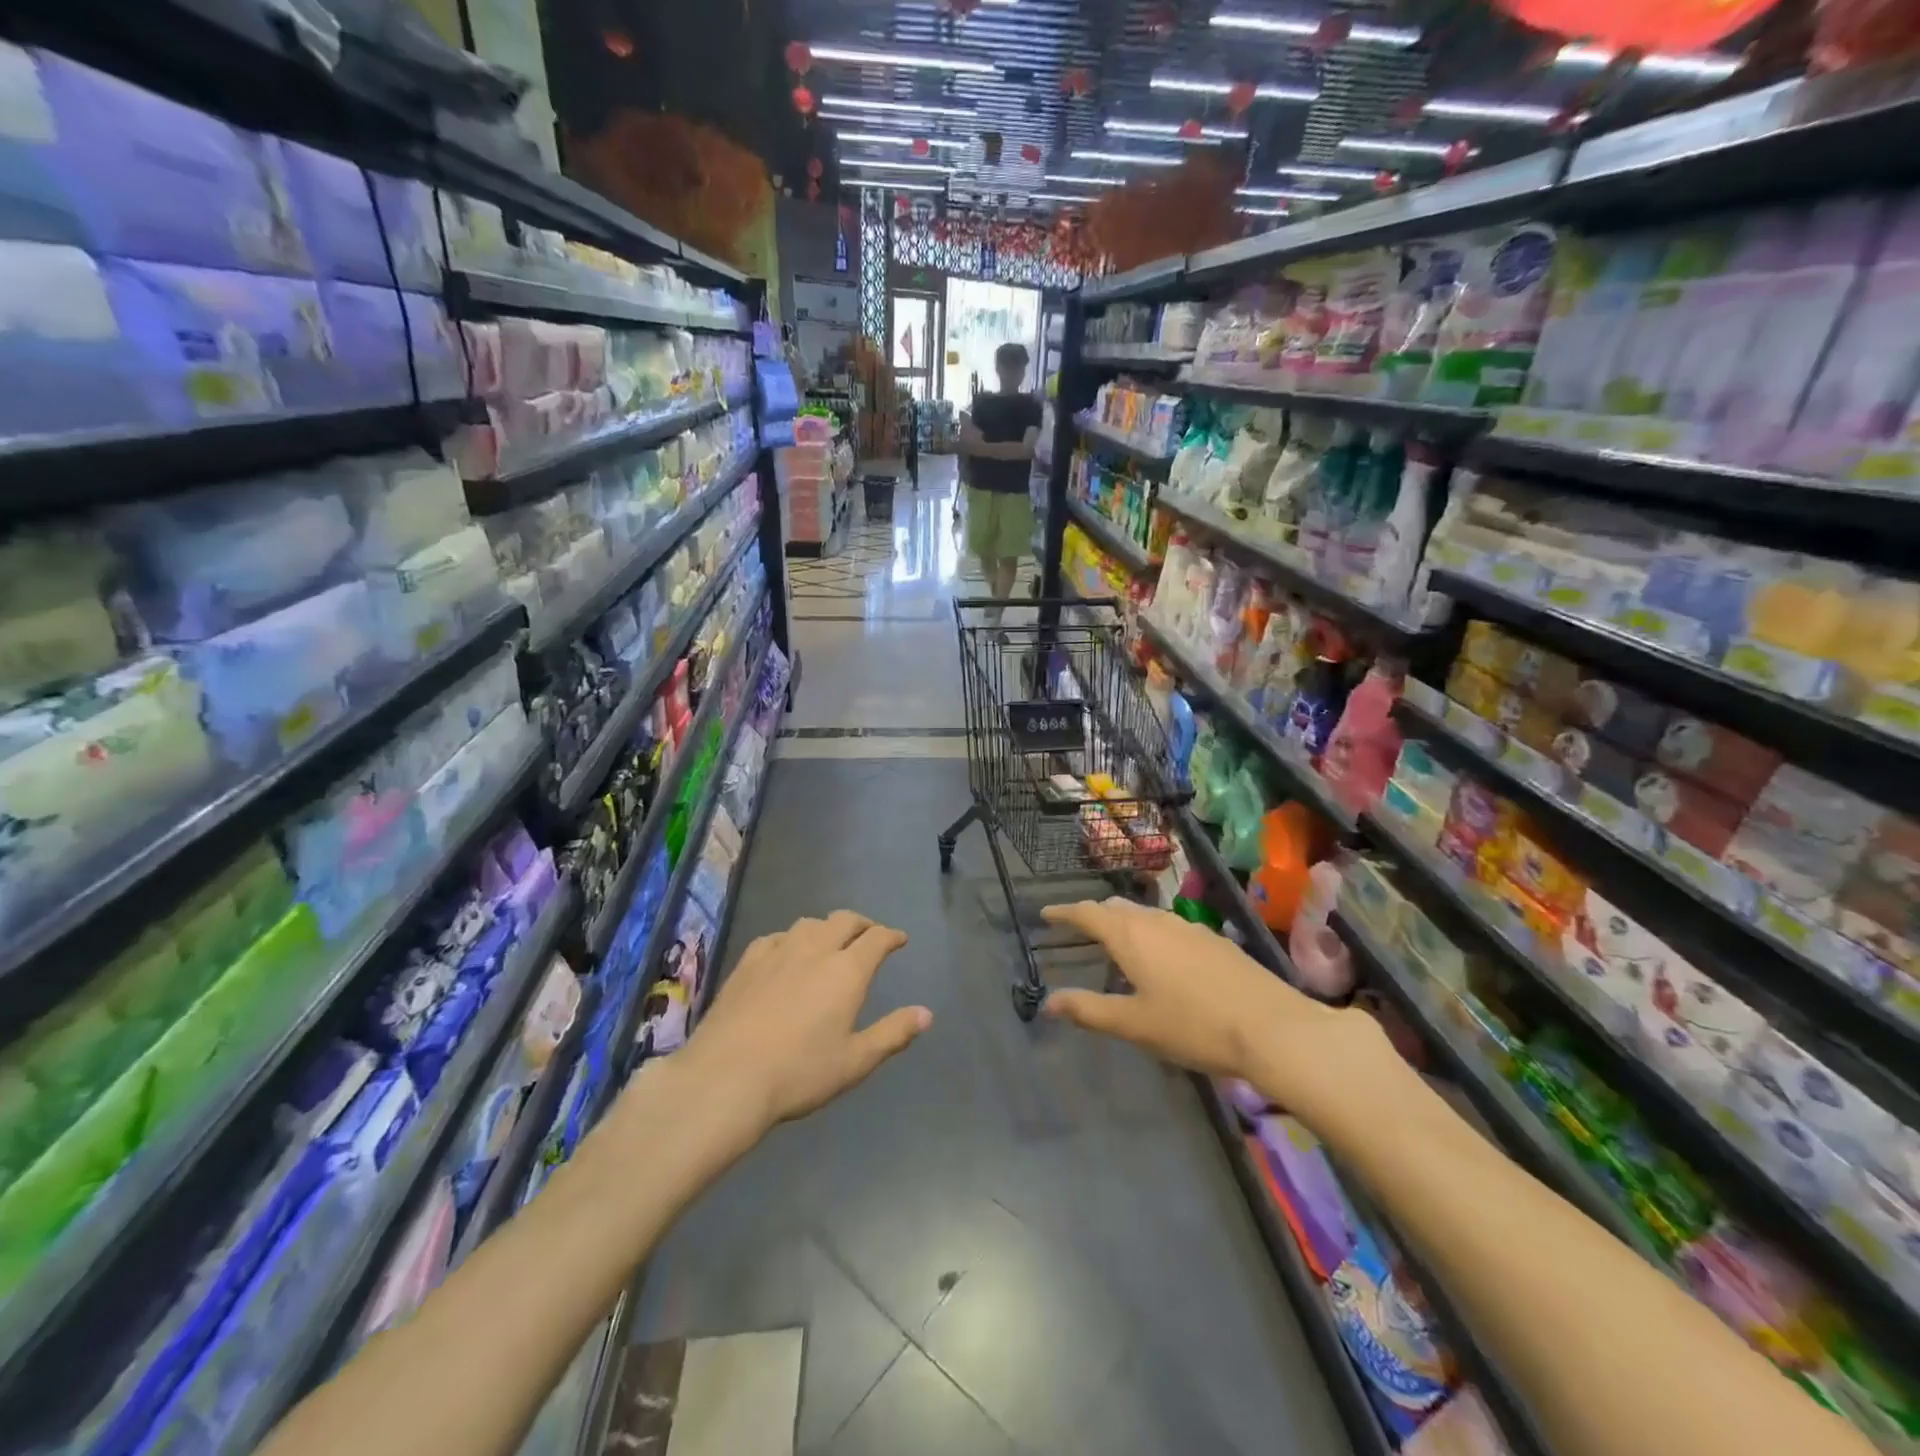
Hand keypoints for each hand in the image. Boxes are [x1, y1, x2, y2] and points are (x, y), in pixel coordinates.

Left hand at [683, 910, 930, 1134]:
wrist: (726, 1077)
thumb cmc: (799, 1073)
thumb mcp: (855, 1061)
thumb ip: (893, 1033)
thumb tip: (926, 1013)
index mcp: (847, 970)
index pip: (876, 938)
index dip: (891, 935)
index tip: (899, 939)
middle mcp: (815, 950)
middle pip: (844, 920)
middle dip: (862, 924)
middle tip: (869, 935)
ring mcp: (777, 952)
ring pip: (809, 923)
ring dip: (826, 927)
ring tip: (830, 942)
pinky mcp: (747, 962)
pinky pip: (775, 937)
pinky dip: (790, 938)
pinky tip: (786, 953)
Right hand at [1040, 899, 1385, 1127]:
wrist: (1271, 1027)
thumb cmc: (1193, 1026)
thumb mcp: (1134, 1024)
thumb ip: (1089, 1010)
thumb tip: (1049, 1002)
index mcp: (1130, 936)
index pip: (1087, 913)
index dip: (1064, 912)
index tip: (1045, 913)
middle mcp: (1156, 921)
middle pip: (1116, 908)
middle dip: (1093, 915)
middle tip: (1077, 928)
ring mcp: (1188, 927)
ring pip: (1145, 915)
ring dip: (1123, 922)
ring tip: (1115, 941)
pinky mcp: (1213, 940)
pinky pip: (1168, 925)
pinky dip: (1150, 932)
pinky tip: (1161, 956)